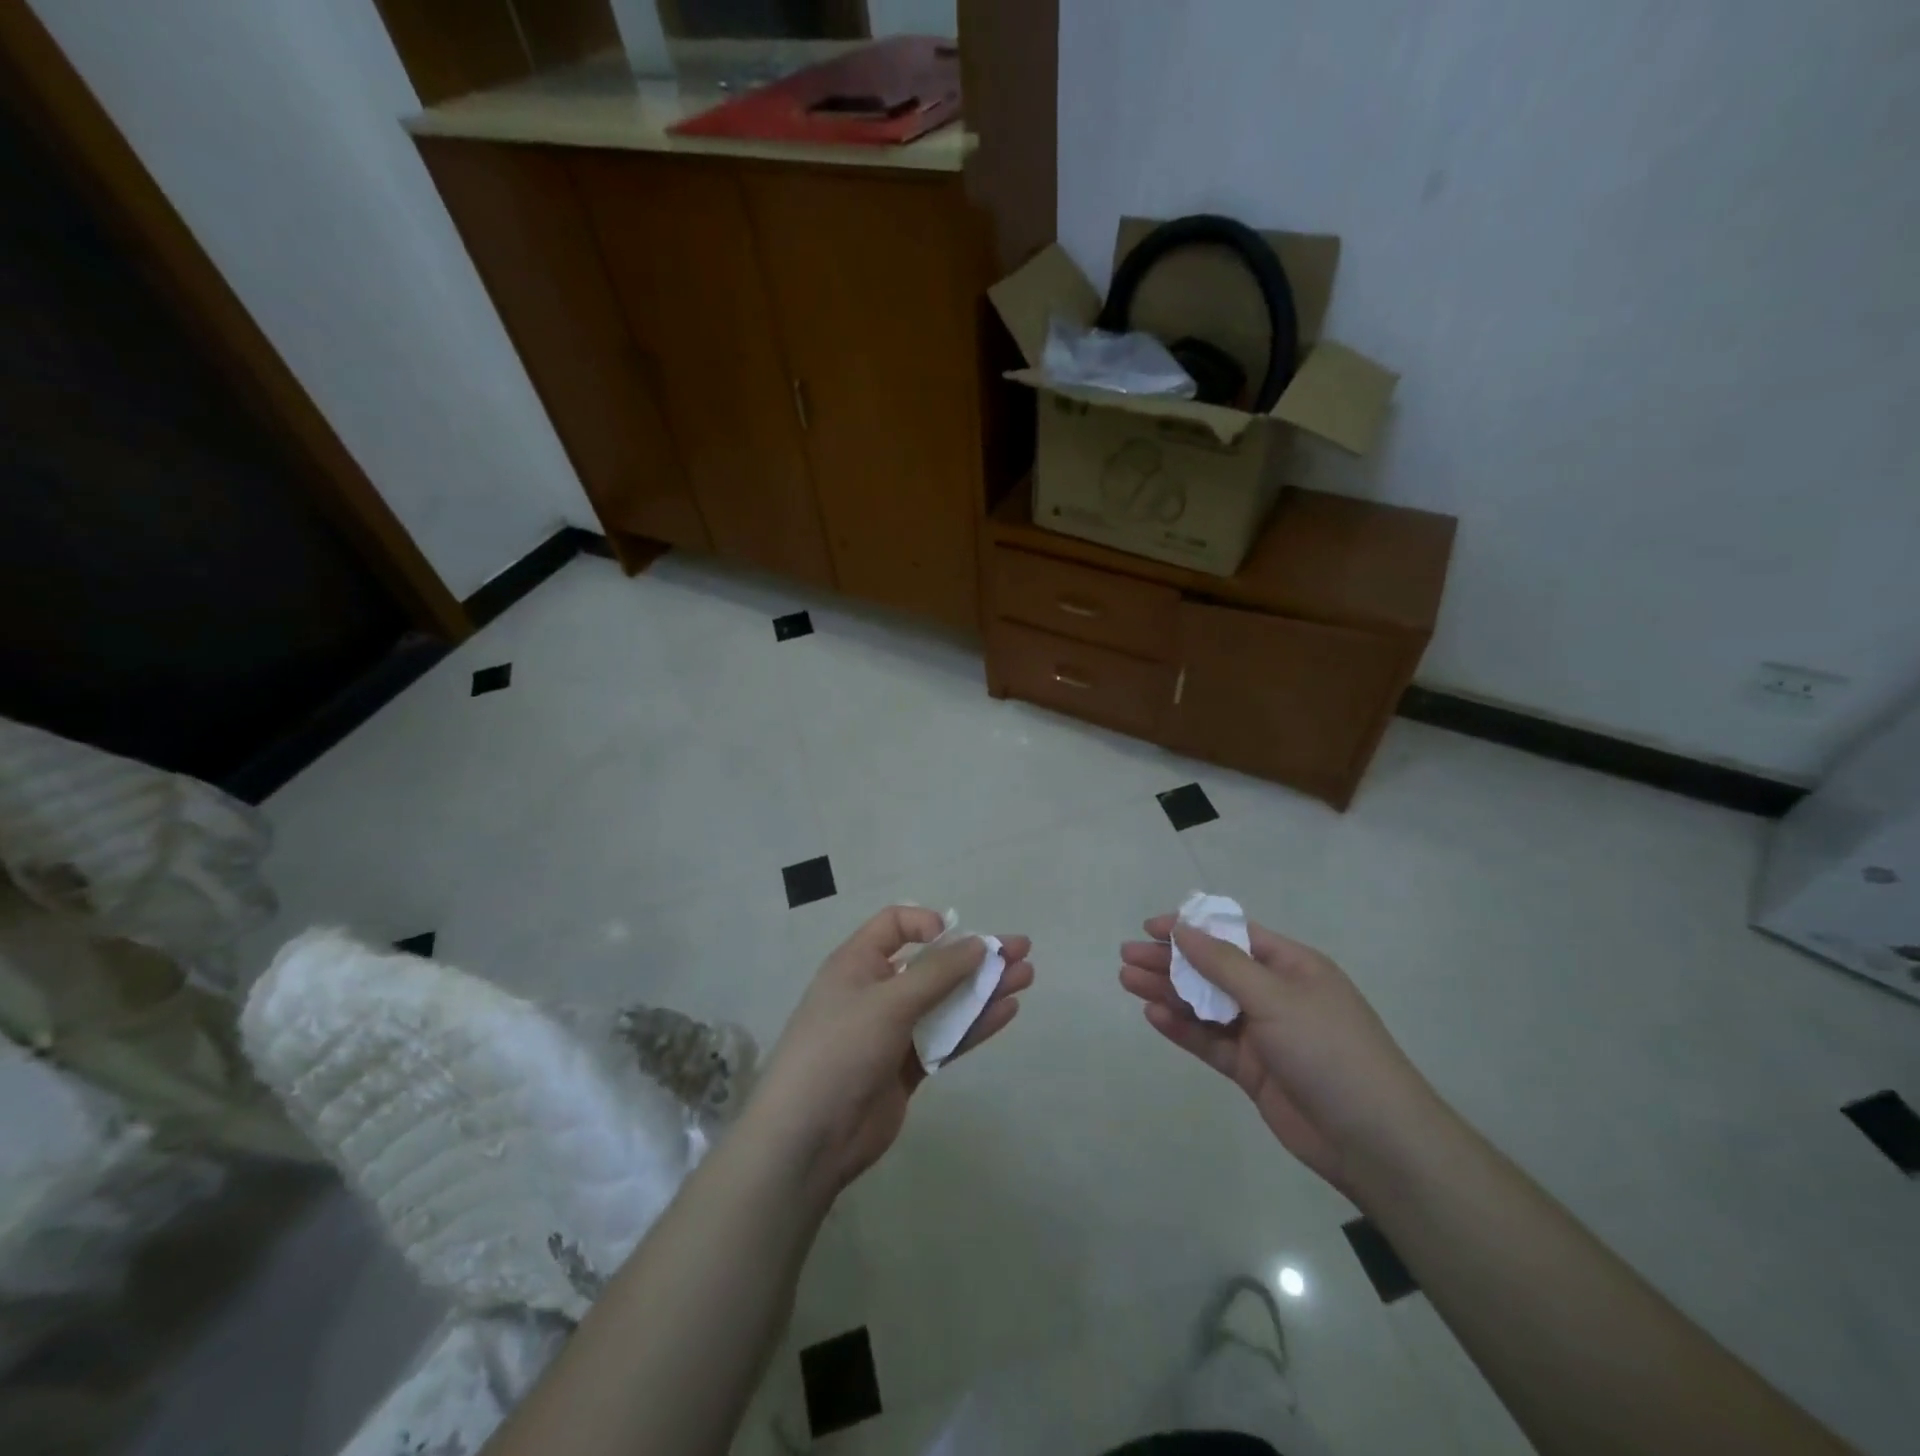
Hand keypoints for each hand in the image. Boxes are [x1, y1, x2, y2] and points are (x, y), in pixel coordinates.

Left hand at [751, 907, 1032, 1195]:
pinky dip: (974, 1024)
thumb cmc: (840, 1050)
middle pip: (932, 964)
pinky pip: (946, 1037)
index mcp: (858, 964)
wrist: (808, 1139)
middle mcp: (876, 991)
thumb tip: (979, 943)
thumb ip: (937, 973)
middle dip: (974, 956)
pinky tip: (1007, 1011)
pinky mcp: (907, 1067)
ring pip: (945, 1001)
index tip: (958, 939)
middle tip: (1020, 951)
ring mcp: (893, 1031)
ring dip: (983, 989)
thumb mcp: (887, 1002)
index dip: (928, 924)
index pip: (895, 926)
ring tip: (1026, 977)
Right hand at [1119, 915, 1437, 1195]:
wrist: (1373, 1141)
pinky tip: (1154, 1017)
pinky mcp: (1252, 1070)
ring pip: (1206, 1005)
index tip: (1151, 928)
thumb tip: (1183, 928)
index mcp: (1292, 966)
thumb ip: (1223, 963)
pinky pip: (1210, 1041)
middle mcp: (1275, 994)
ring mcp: (1263, 1034)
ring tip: (1127, 982)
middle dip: (1170, 962)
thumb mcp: (1276, 996)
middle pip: (1213, 969)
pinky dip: (1182, 1028)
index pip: (1233, 936)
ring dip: (1168, 992)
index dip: (1191, 929)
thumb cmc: (1329, 1050)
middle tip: (1126, 957)